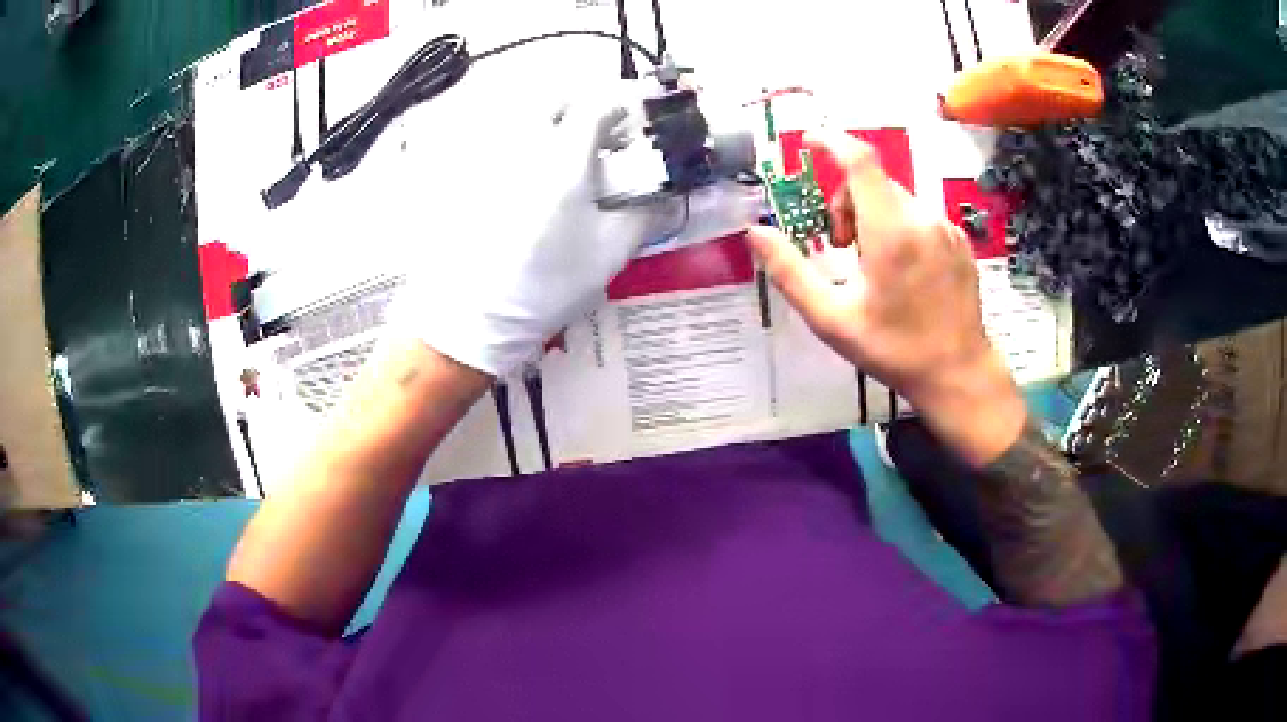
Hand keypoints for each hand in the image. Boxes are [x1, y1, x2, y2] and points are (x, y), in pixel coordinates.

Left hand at [398, 83, 693, 376]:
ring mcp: (493, 159)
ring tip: (569, 156)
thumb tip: (668, 193)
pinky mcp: (472, 178)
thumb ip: (647, 212)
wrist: (479, 314)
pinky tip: (534, 179)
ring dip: (554, 123)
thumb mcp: (611, 250)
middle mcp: (526, 144)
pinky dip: (527, 144)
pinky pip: (503, 141)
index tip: (638, 121)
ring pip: (526, 118)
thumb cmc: (550, 282)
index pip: (598, 105)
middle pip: (556, 100)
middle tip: (601, 134)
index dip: (624, 106)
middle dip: (584, 107)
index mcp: (564, 156)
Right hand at [748, 130, 1025, 464]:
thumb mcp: (831, 318)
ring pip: (897, 199)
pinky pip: (920, 216)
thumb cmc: (893, 348)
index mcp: (891, 231)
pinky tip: (901, 270)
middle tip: (839, 246)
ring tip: (871, 264)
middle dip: (846, 201)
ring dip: (872, 215)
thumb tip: (755, 232)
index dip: (831, 141)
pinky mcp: (960, 241)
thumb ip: (790, 272)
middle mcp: (923, 218)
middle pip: (874, 182)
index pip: (860, 161)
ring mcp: (947, 228)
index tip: (808, 140)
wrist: (958, 374)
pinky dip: (899, 226)